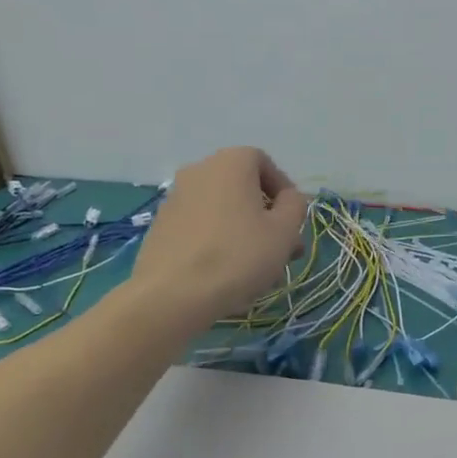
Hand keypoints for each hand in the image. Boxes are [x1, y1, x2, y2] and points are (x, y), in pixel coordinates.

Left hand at [130, 147, 309, 329]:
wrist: (173, 294)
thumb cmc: (238, 255)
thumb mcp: (284, 231)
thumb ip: (295, 205)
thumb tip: (288, 198)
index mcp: (230, 163)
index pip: (263, 162)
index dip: (283, 190)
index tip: (293, 220)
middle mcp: (199, 171)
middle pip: (242, 189)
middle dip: (267, 217)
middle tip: (283, 250)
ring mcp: (175, 199)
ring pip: (223, 211)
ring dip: (245, 233)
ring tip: (260, 270)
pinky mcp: (161, 227)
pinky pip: (201, 228)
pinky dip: (219, 242)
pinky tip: (228, 274)